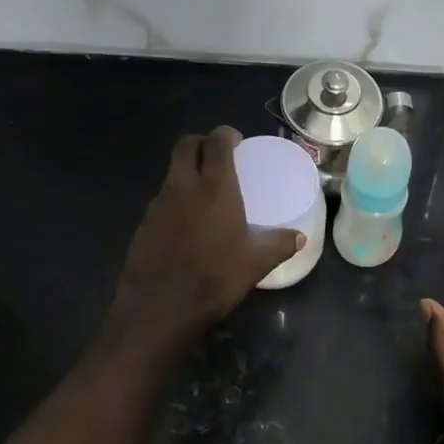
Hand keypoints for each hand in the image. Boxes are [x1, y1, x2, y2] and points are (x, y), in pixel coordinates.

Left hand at [106, 127, 301, 350]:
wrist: (159, 308)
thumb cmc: (214, 280)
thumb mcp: (255, 264)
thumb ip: (279, 245)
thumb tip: (299, 237)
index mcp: (214, 188)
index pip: (216, 142)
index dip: (226, 135)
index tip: (237, 142)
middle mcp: (182, 187)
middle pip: (186, 146)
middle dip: (202, 143)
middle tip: (218, 157)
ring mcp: (158, 205)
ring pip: (172, 173)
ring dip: (187, 172)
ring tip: (205, 193)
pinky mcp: (144, 224)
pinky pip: (162, 200)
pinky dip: (176, 200)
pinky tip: (187, 226)